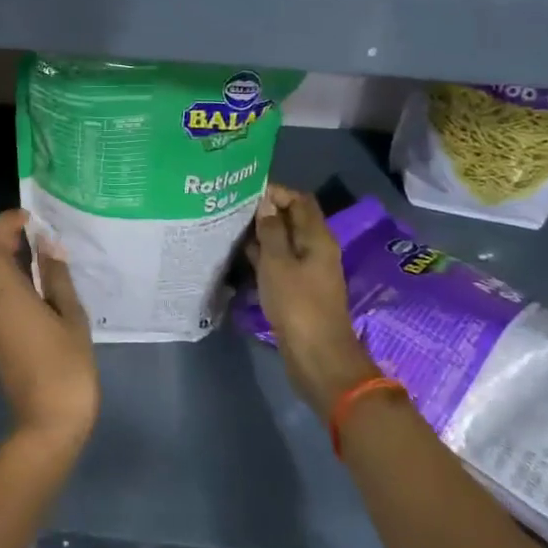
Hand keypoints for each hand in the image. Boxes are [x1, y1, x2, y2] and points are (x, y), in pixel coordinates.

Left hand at [0, 210, 98, 447]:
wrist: (49, 421)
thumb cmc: (69, 366)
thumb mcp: (72, 316)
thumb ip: (56, 276)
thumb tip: (47, 243)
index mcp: (7, 294)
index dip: (2, 223)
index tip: (27, 220)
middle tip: (19, 240)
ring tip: (13, 262)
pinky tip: (11, 288)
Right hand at [248, 186, 380, 421]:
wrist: (316, 356)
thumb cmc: (297, 304)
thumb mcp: (277, 263)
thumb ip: (271, 230)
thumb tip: (265, 203)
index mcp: (318, 237)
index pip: (300, 200)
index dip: (276, 192)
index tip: (245, 191)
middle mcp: (316, 249)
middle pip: (292, 220)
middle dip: (265, 212)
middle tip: (232, 208)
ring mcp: (308, 270)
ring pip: (284, 242)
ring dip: (261, 235)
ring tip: (230, 228)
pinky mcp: (298, 289)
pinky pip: (280, 262)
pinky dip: (263, 256)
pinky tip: (240, 255)